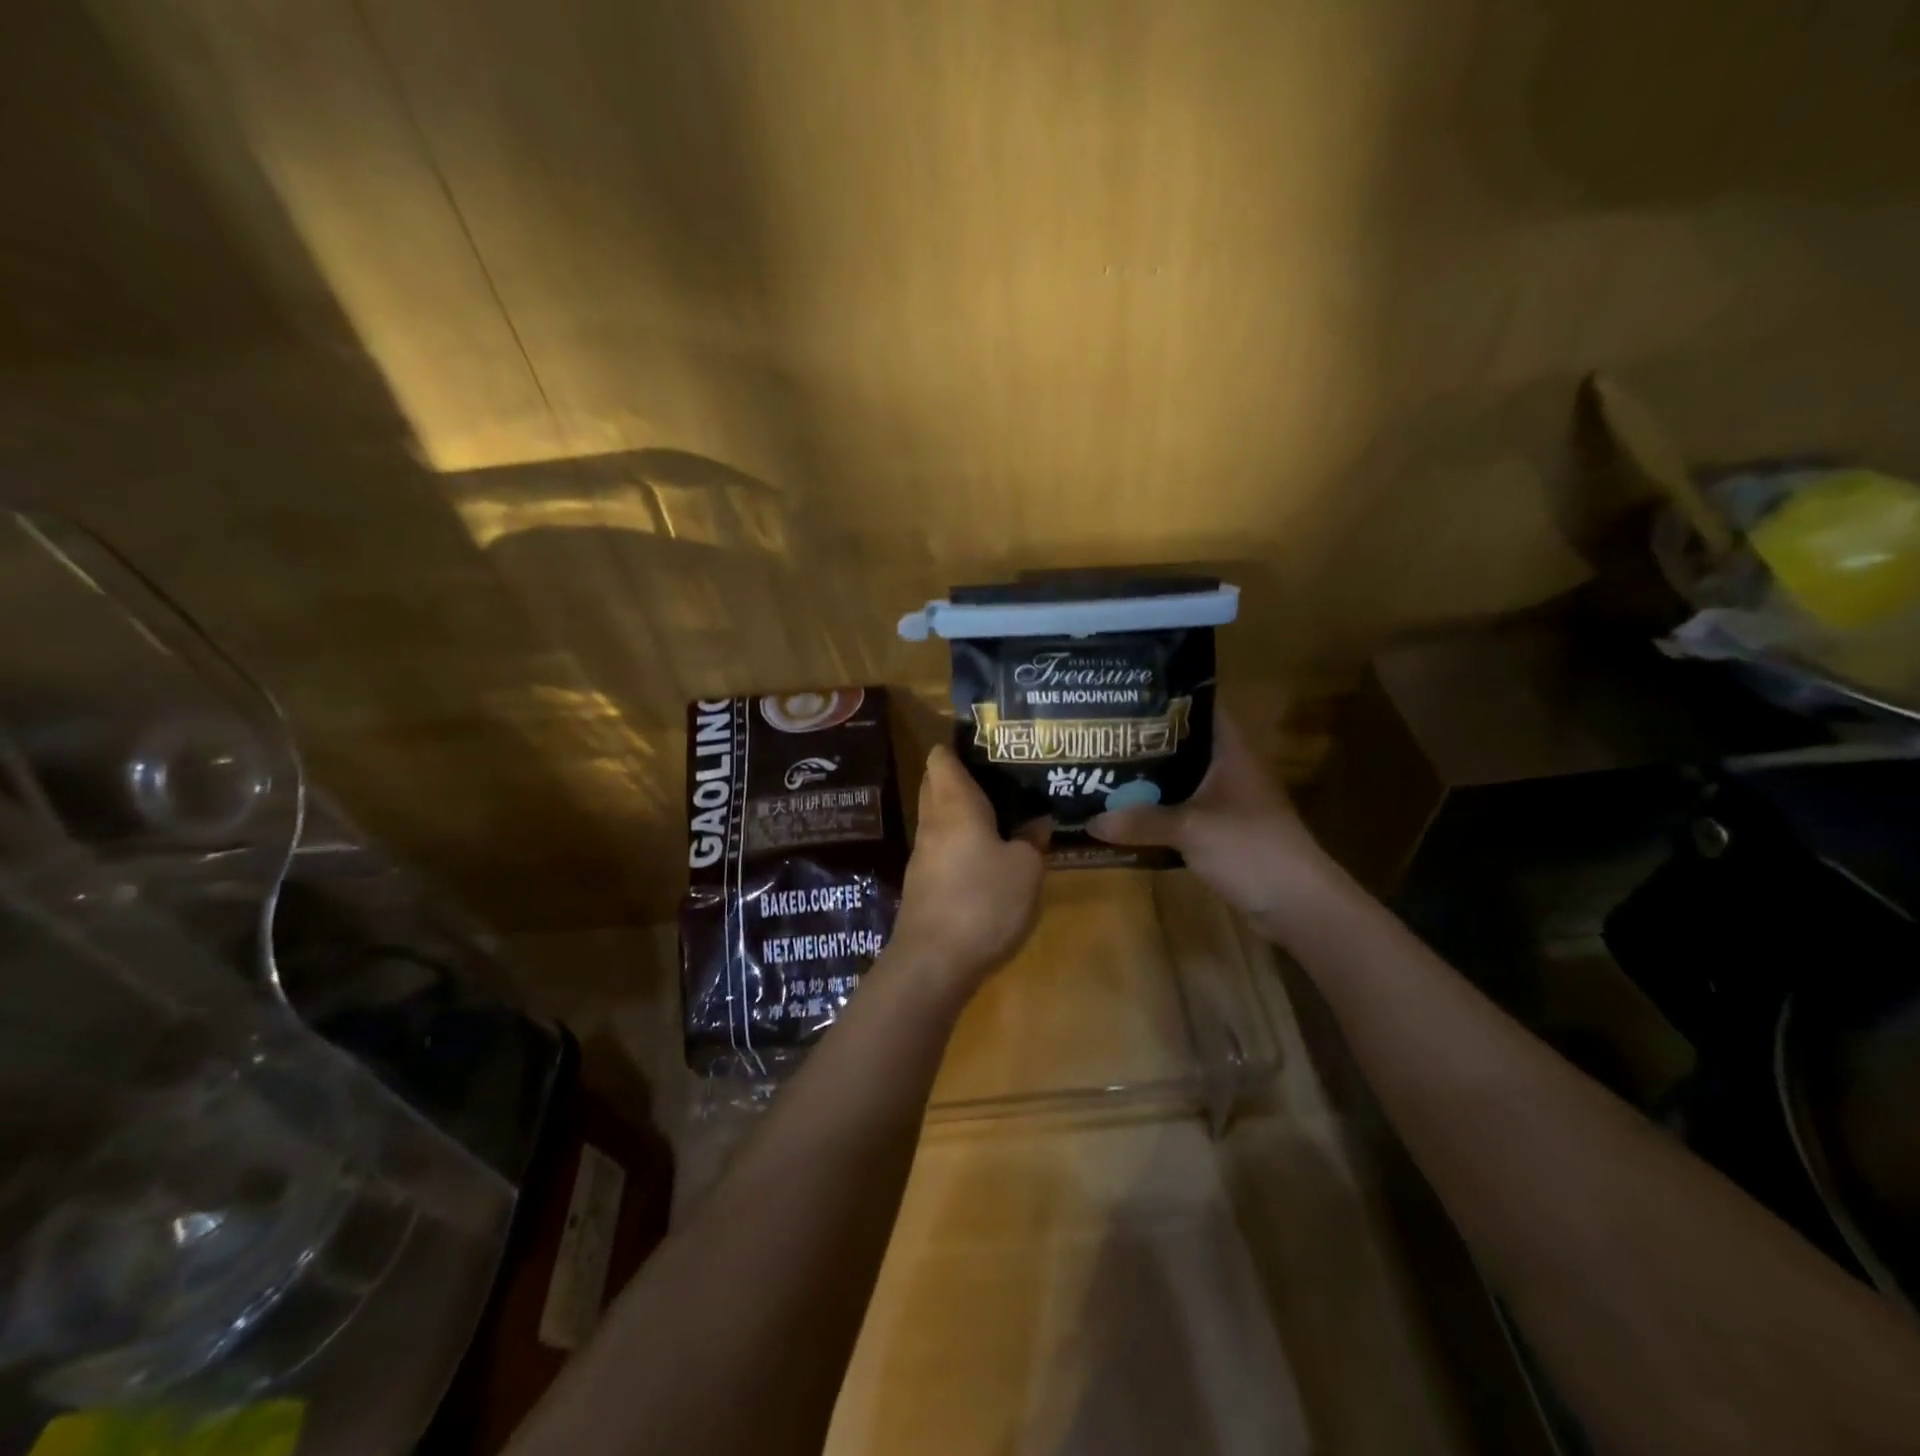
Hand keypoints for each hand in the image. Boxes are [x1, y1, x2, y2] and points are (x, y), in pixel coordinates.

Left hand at [890, 745, 1046, 999]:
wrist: (934, 961)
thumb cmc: (983, 901)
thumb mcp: (1026, 869)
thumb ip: (1033, 840)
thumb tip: (1038, 821)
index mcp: (954, 803)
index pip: (942, 757)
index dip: (960, 746)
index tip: (990, 746)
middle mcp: (932, 821)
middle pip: (937, 783)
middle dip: (963, 776)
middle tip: (1003, 778)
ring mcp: (923, 853)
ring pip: (939, 816)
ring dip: (964, 811)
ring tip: (1003, 813)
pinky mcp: (923, 882)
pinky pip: (942, 845)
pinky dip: (961, 840)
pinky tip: (988, 854)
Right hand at [1087, 711, 1335, 938]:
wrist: (1297, 904)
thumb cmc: (1251, 849)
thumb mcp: (1191, 829)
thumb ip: (1141, 821)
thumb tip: (1090, 820)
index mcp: (1231, 751)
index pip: (1201, 707)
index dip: (1167, 698)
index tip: (1125, 696)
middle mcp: (1229, 769)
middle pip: (1184, 744)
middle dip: (1145, 741)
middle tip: (1101, 735)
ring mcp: (1226, 801)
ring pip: (1180, 780)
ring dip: (1148, 779)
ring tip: (1103, 770)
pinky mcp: (1220, 830)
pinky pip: (1180, 811)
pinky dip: (1156, 811)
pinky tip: (1125, 813)